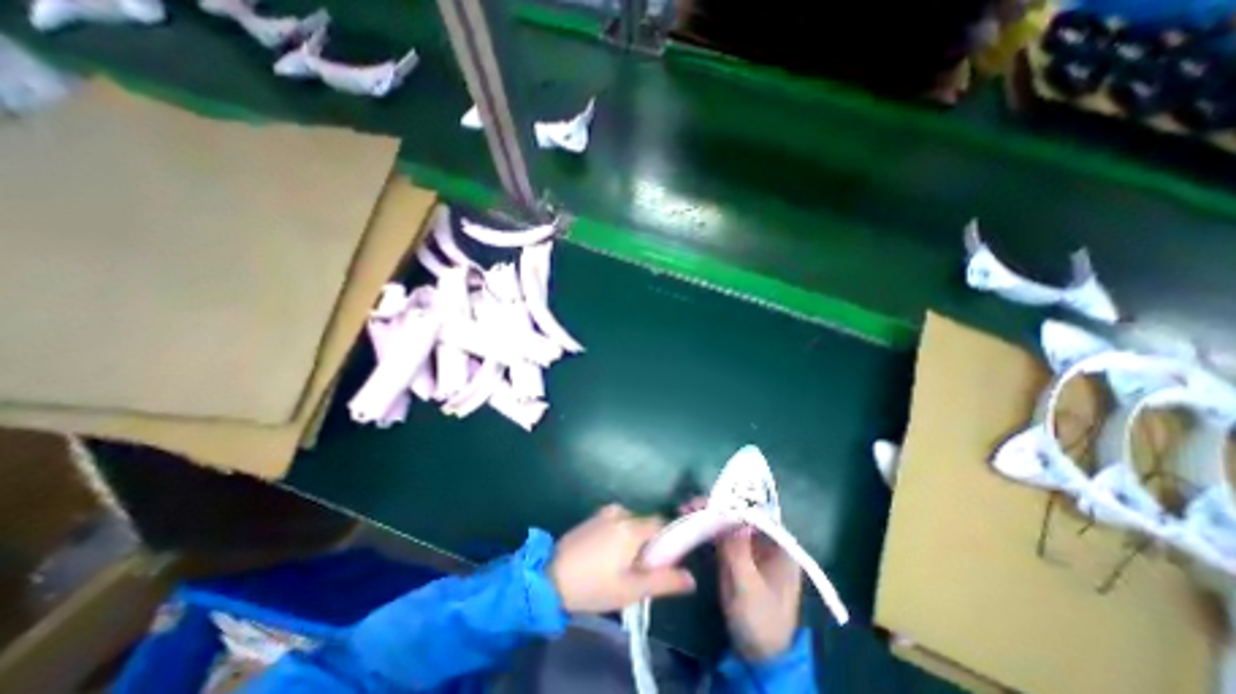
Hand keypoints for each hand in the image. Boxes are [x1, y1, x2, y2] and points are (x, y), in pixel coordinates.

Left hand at [548, 504, 693, 613]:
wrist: (550, 578)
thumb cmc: (594, 586)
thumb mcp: (632, 590)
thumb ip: (664, 581)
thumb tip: (691, 578)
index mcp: (632, 526)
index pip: (662, 524)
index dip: (668, 542)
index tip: (663, 563)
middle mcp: (620, 512)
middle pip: (646, 525)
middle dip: (648, 545)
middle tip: (638, 572)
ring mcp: (604, 513)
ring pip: (631, 524)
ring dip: (633, 541)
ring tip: (620, 567)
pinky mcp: (592, 518)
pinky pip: (616, 523)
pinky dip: (619, 536)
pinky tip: (606, 558)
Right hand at [679, 499, 806, 661]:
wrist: (758, 655)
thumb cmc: (761, 622)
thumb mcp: (749, 589)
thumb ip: (740, 554)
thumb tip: (733, 519)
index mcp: (779, 545)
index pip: (757, 512)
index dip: (733, 501)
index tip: (709, 501)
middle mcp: (765, 539)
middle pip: (739, 512)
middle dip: (716, 506)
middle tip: (690, 506)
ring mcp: (749, 546)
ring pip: (727, 520)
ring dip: (707, 514)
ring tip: (685, 511)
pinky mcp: (735, 553)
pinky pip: (720, 533)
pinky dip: (705, 527)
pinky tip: (689, 524)